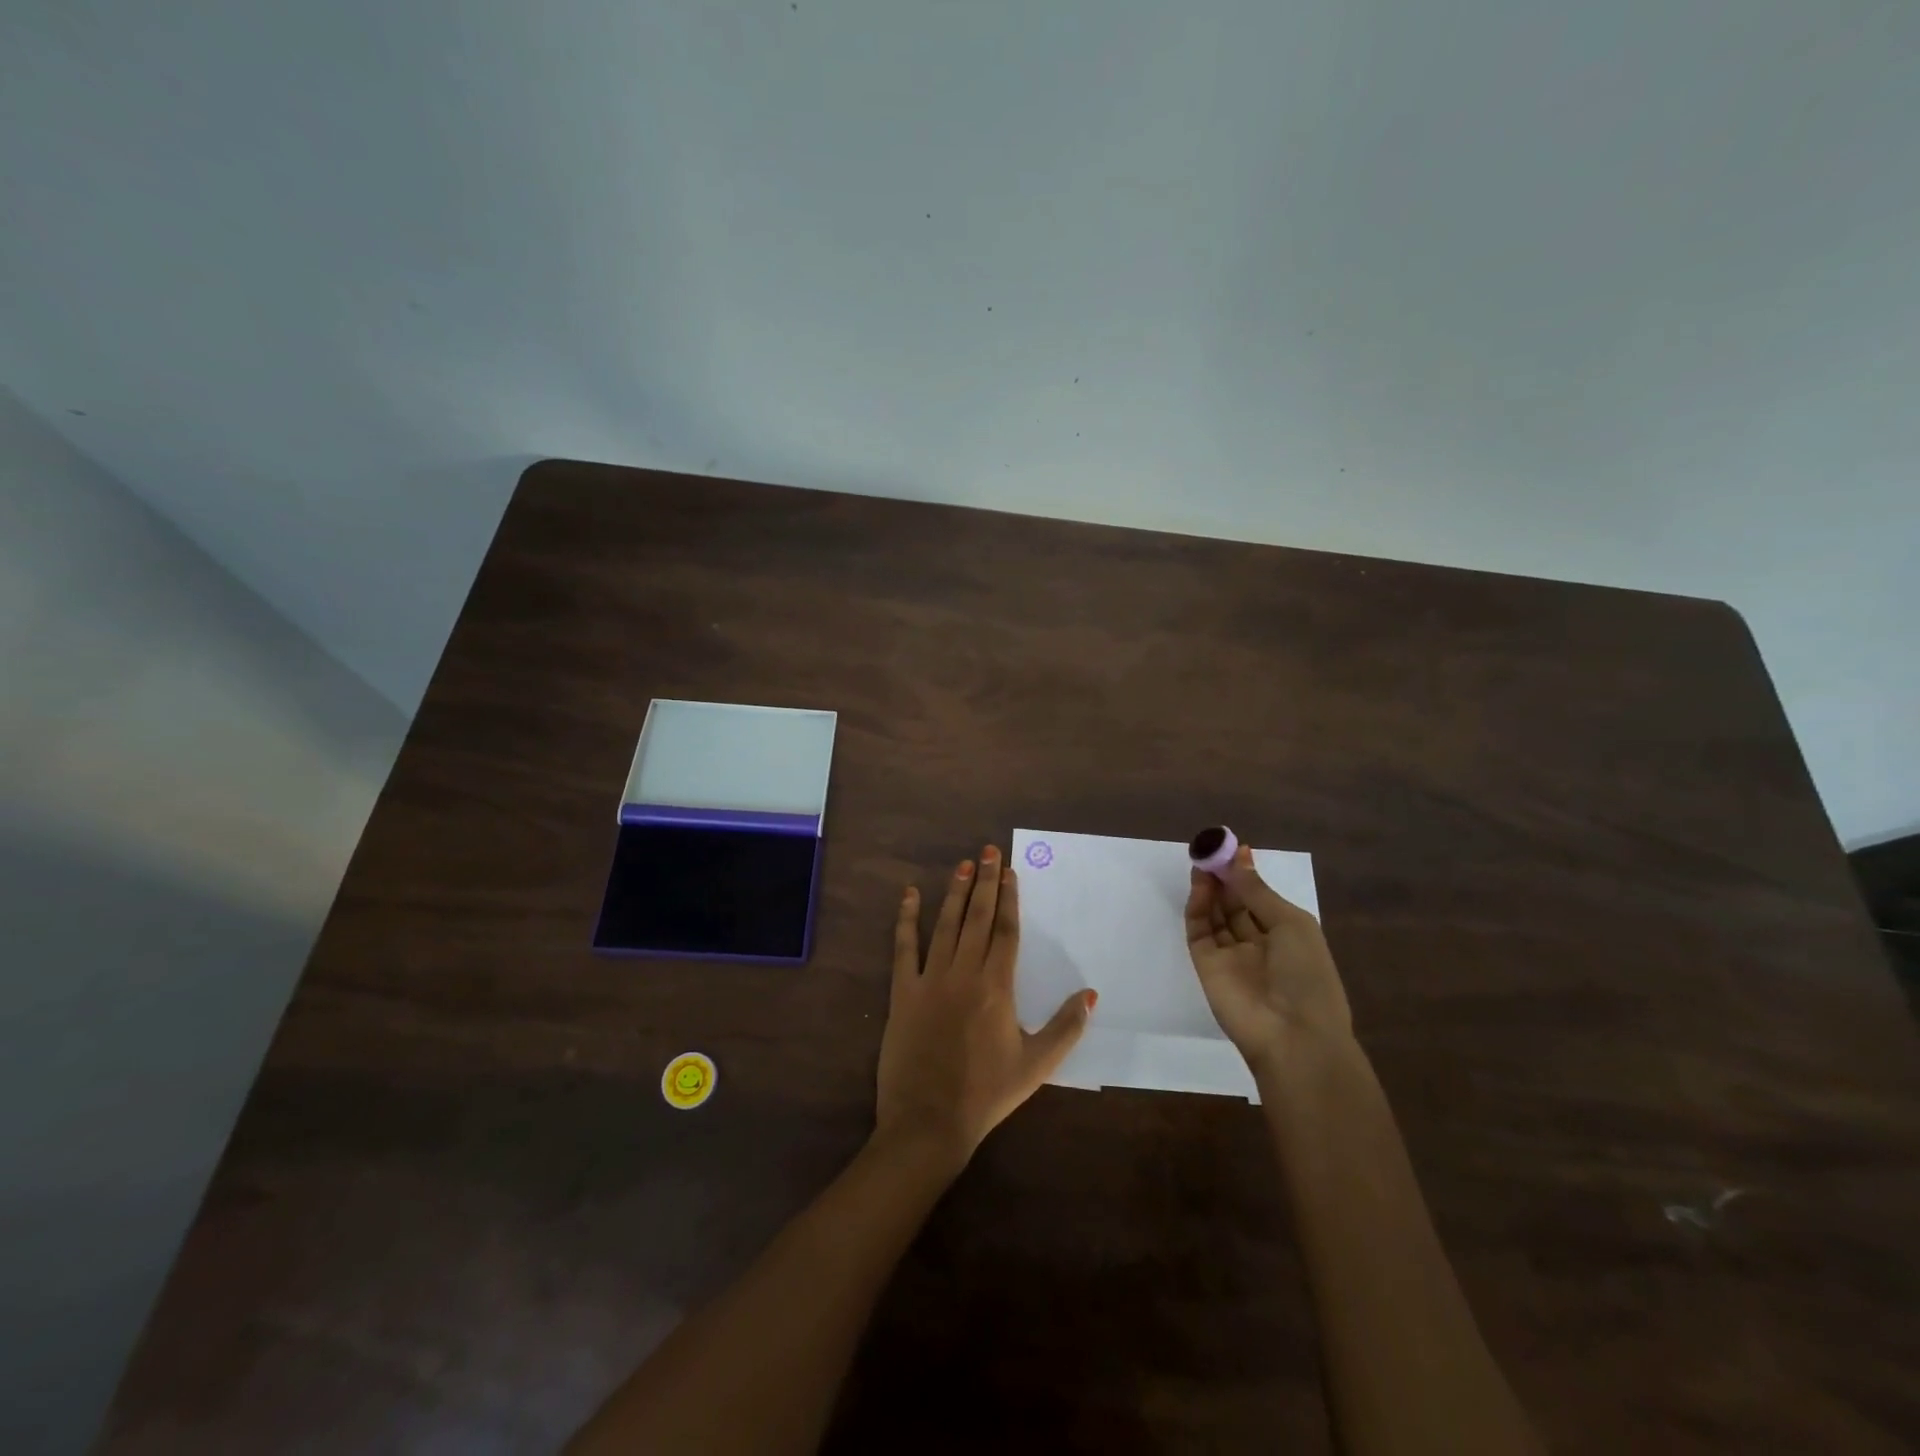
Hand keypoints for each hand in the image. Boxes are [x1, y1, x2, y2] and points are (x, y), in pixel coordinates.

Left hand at [875, 847, 1095, 1169]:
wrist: (929, 1121)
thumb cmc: (987, 1093)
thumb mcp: (1037, 1065)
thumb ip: (1066, 1027)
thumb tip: (1090, 994)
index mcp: (997, 987)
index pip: (1005, 931)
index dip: (1009, 899)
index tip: (1010, 872)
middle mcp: (964, 973)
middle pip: (977, 918)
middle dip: (985, 882)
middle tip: (989, 851)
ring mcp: (930, 979)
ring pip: (945, 925)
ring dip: (955, 893)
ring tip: (963, 864)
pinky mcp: (902, 992)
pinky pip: (904, 948)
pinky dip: (906, 919)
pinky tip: (909, 895)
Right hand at [1185, 842, 1352, 1074]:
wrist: (1292, 1035)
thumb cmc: (1307, 975)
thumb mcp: (1291, 924)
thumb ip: (1257, 891)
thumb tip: (1239, 858)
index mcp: (1287, 937)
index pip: (1261, 900)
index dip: (1247, 875)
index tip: (1234, 848)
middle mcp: (1257, 944)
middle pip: (1235, 905)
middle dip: (1225, 877)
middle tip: (1212, 849)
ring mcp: (1230, 955)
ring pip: (1215, 915)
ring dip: (1210, 888)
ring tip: (1203, 860)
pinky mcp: (1206, 965)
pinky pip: (1199, 930)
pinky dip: (1198, 906)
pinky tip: (1201, 884)